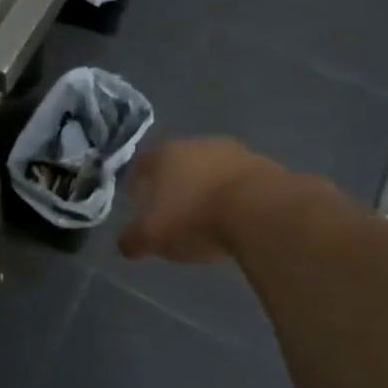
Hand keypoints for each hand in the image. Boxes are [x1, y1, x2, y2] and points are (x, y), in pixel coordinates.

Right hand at [119, 138, 281, 263]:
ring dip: (206, 186)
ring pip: (210, 168)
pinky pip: (239, 179)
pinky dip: (233, 194)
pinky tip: (236, 215)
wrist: (261, 210)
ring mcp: (232, 151)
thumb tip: (124, 243)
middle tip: (172, 210)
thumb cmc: (196, 218)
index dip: (137, 183)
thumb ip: (134, 238)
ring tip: (207, 214)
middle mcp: (196, 144)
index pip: (142, 164)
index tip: (138, 202)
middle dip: (173, 183)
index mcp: (165, 154)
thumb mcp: (155, 235)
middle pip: (177, 162)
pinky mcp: (263, 164)